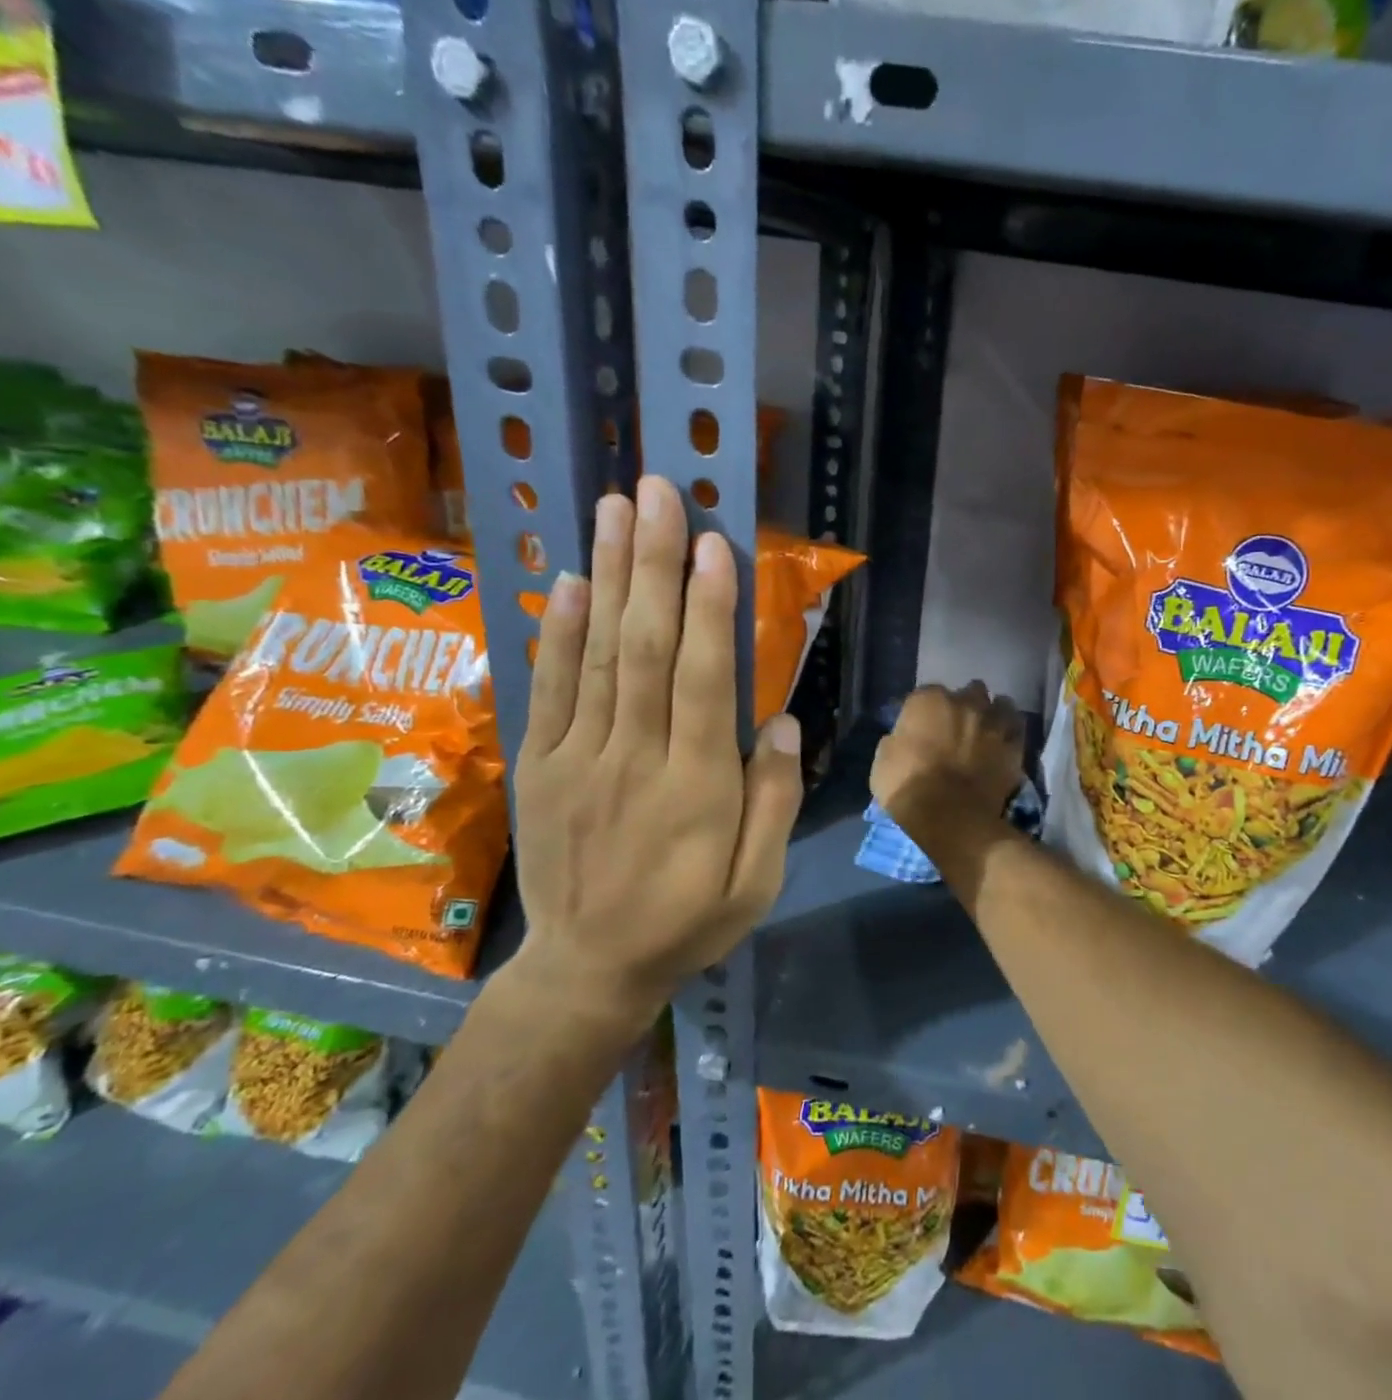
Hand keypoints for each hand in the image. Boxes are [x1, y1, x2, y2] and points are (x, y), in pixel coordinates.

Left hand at [507, 476, 802, 1037]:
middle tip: (660, 494)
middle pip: (644, 649)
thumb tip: (781, 721)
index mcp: (696, 788)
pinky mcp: (540, 765)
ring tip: (616, 509)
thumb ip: (773, 801)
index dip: (710, 610)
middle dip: (654, 565)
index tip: (715, 544)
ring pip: (596, 655)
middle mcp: (633, 759)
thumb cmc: (688, 921)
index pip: (703, 682)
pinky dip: (556, 631)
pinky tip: (566, 580)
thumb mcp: (758, 883)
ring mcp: (577, 758)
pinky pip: (548, 689)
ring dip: (607, 577)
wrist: (587, 968)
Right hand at [871, 682, 1023, 834]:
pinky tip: (1005, 740)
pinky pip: (1016, 728)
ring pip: (999, 703)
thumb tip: (905, 738)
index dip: (925, 711)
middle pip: (968, 692)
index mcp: (928, 700)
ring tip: (987, 729)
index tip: (922, 727)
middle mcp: (964, 701)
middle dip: (964, 705)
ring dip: (992, 713)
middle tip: (957, 728)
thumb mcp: (884, 761)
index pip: (926, 694)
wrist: (950, 815)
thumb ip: (898, 739)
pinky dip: (1011, 731)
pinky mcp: (1014, 743)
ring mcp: (993, 720)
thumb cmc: (908, 787)